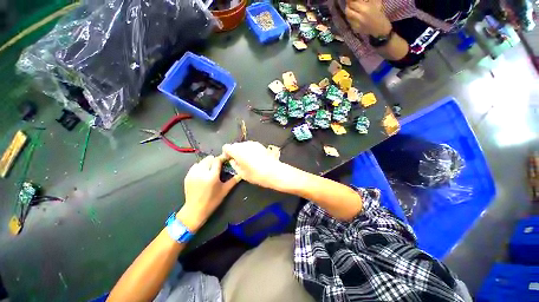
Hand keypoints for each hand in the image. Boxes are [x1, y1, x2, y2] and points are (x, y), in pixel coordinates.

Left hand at [178, 155, 239, 231]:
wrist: (195, 210)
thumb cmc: (212, 201)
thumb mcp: (225, 190)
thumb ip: (234, 180)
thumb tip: (242, 173)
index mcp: (212, 176)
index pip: (217, 160)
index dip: (222, 158)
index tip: (226, 159)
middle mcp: (201, 172)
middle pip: (209, 158)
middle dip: (215, 161)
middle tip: (219, 166)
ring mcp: (193, 174)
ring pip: (202, 161)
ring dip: (208, 163)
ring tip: (211, 169)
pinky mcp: (187, 176)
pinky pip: (195, 165)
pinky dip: (200, 166)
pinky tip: (203, 173)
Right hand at [222, 141, 283, 188]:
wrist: (273, 171)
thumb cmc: (256, 174)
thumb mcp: (241, 173)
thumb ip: (234, 165)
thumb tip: (233, 161)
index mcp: (237, 151)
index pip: (226, 147)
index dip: (226, 153)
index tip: (229, 159)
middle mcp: (244, 145)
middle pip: (235, 145)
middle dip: (234, 152)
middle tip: (238, 161)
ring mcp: (253, 143)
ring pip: (243, 145)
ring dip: (242, 151)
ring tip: (247, 160)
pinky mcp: (260, 144)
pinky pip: (251, 146)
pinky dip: (249, 150)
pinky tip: (254, 158)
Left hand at [345, 0, 391, 36]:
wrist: (380, 28)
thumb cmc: (378, 13)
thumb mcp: (375, 3)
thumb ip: (366, 0)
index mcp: (365, 9)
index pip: (352, 3)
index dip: (350, 0)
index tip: (350, 0)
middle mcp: (359, 17)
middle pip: (348, 10)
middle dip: (348, 6)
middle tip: (350, 4)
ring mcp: (356, 24)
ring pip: (348, 17)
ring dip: (349, 12)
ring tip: (353, 10)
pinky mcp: (355, 29)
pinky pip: (350, 22)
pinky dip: (351, 19)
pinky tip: (355, 17)